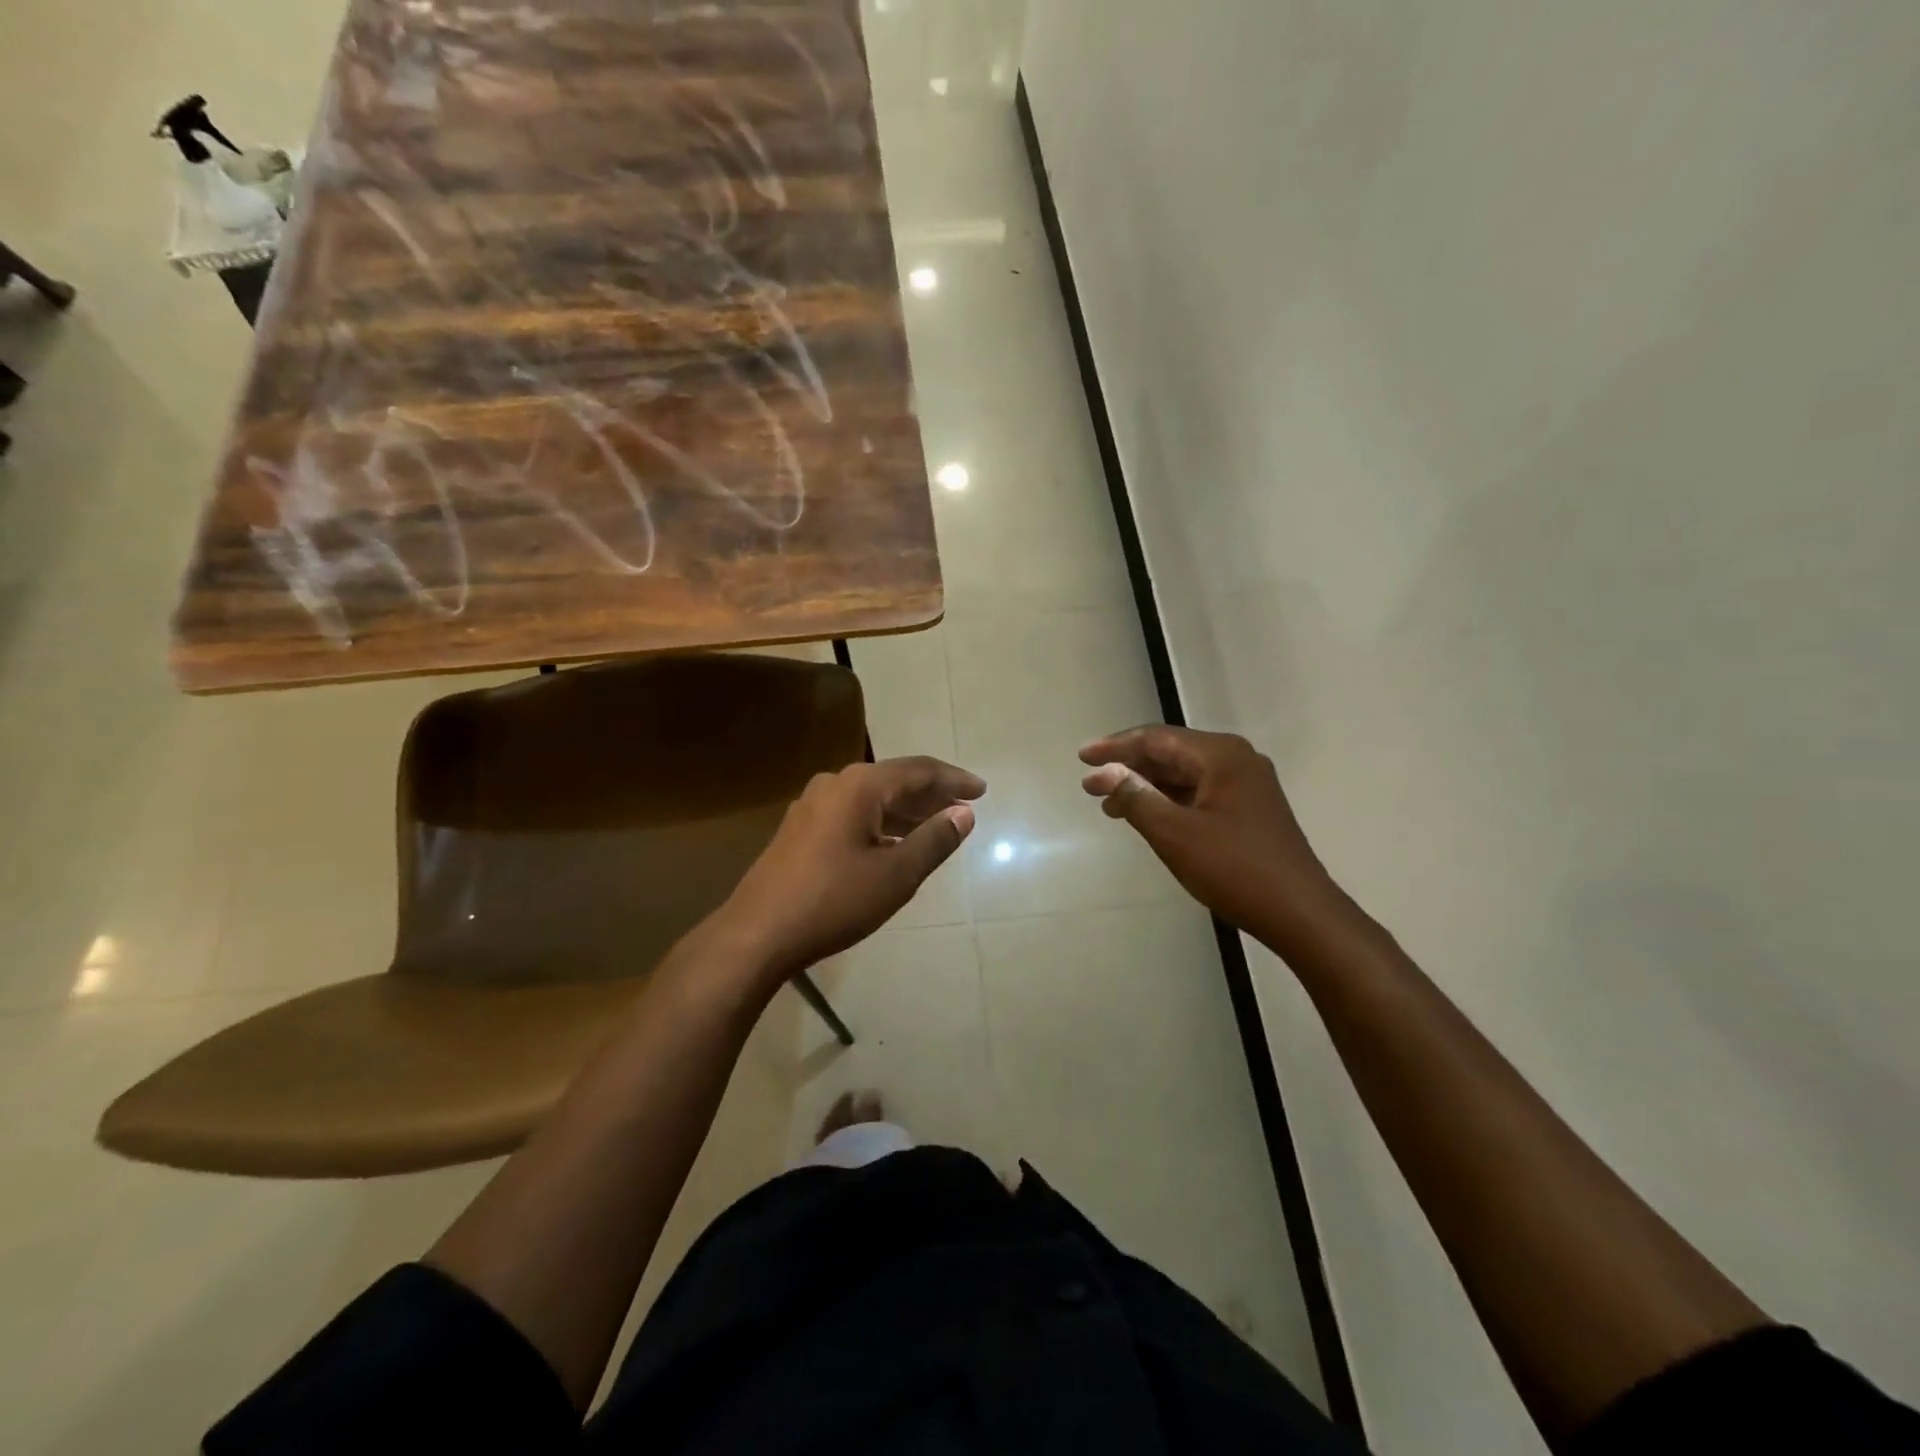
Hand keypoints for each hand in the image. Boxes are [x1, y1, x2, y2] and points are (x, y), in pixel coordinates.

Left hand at [713, 757, 984, 980]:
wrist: (757, 934)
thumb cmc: (834, 901)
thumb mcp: (896, 874)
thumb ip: (934, 840)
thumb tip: (964, 813)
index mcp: (859, 786)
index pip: (918, 770)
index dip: (954, 780)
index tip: (982, 791)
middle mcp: (834, 784)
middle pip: (894, 780)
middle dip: (931, 795)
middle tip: (964, 808)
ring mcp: (812, 806)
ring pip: (871, 799)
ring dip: (906, 811)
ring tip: (937, 826)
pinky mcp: (800, 830)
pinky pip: (852, 814)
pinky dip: (881, 823)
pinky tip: (894, 844)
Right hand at [1080, 726, 1339, 945]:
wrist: (1299, 913)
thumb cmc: (1234, 868)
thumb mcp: (1174, 833)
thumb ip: (1136, 797)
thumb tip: (1102, 772)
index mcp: (1221, 755)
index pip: (1157, 738)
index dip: (1116, 747)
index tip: (1082, 757)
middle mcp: (1236, 760)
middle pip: (1171, 753)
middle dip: (1129, 767)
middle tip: (1091, 784)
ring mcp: (1246, 785)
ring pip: (1184, 775)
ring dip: (1147, 786)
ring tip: (1110, 804)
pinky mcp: (1249, 809)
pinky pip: (1199, 793)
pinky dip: (1169, 801)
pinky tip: (1146, 816)